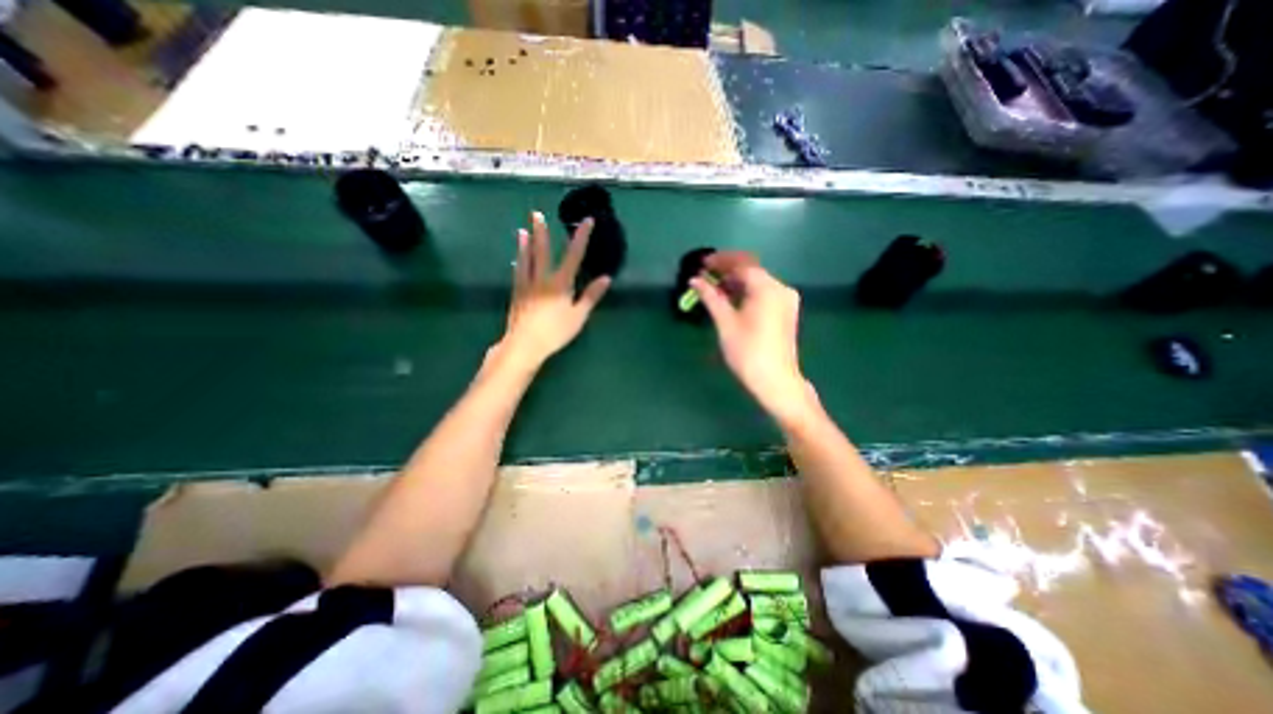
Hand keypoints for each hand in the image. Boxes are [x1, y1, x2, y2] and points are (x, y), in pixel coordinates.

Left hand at [493, 210, 614, 367]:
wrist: (525, 344)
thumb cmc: (555, 332)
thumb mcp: (578, 316)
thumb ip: (591, 296)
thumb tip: (606, 278)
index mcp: (560, 283)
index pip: (573, 255)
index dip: (580, 237)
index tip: (586, 221)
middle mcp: (542, 279)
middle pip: (542, 251)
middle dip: (541, 232)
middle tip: (536, 214)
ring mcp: (527, 285)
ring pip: (525, 260)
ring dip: (524, 244)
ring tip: (522, 231)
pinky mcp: (517, 294)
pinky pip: (517, 274)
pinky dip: (518, 263)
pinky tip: (516, 260)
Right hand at [693, 251, 821, 422]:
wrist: (776, 381)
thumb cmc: (747, 352)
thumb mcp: (726, 323)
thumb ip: (711, 297)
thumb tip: (695, 280)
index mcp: (768, 288)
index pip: (742, 264)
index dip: (720, 261)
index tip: (701, 264)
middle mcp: (781, 288)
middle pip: (751, 270)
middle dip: (727, 270)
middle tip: (705, 275)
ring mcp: (786, 300)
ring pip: (757, 282)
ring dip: (735, 282)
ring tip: (713, 288)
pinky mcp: (785, 311)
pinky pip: (763, 293)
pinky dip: (746, 292)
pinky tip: (730, 299)